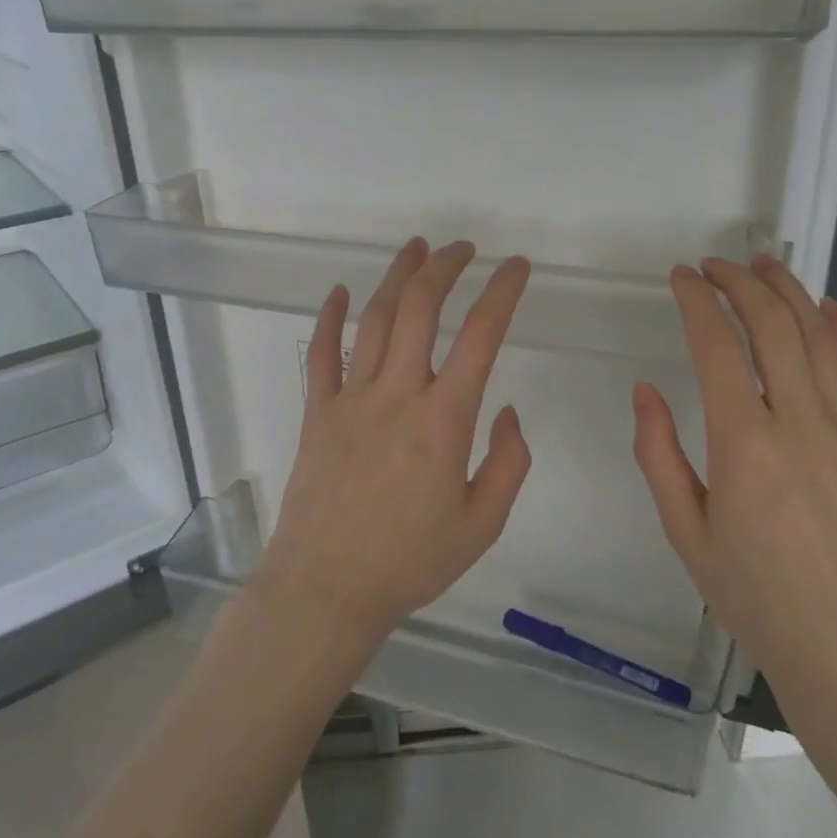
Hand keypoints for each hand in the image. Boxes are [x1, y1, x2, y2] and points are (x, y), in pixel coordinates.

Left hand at [254, 238, 533, 643]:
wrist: (326, 589)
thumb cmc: (410, 562)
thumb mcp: (482, 524)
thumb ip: (508, 463)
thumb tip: (506, 411)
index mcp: (444, 420)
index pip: (481, 336)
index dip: (503, 292)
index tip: (518, 268)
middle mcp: (397, 394)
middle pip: (420, 309)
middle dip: (446, 267)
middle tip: (464, 248)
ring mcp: (351, 399)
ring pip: (373, 319)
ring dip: (397, 277)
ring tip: (417, 249)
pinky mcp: (318, 412)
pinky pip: (322, 354)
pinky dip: (331, 318)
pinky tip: (341, 291)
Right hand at [631, 257, 836, 748]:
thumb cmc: (755, 597)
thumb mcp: (685, 532)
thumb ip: (658, 454)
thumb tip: (646, 390)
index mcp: (744, 445)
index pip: (717, 347)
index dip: (697, 302)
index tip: (680, 278)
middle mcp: (801, 424)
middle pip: (773, 326)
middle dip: (740, 284)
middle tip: (715, 266)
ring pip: (821, 338)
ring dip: (790, 293)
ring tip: (765, 265)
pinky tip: (826, 308)